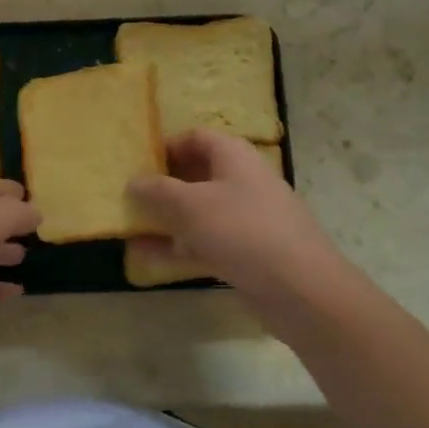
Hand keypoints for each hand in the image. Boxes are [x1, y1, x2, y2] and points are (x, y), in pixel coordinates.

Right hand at [128, 129, 338, 301]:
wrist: (300, 289)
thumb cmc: (242, 230)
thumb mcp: (191, 205)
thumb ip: (157, 191)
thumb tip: (133, 182)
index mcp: (234, 157)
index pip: (196, 137)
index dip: (165, 146)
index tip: (136, 163)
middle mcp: (242, 181)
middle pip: (195, 174)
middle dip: (161, 185)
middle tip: (128, 195)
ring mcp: (245, 219)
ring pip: (197, 212)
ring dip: (165, 218)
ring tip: (128, 226)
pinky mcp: (246, 252)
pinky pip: (204, 242)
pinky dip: (177, 246)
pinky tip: (145, 256)